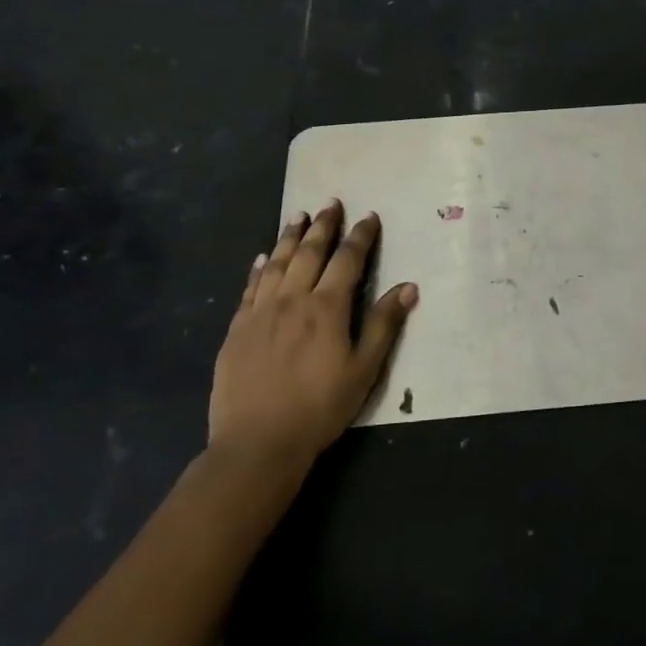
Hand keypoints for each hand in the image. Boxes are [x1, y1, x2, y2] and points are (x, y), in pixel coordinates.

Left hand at [209, 200, 418, 470]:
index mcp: (327, 308)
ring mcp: (260, 312)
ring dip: (290, 237)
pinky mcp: (237, 329)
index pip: (347, 260)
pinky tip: (263, 258)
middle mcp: (292, 299)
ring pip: (278, 263)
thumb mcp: (364, 370)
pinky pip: (250, 288)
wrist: (258, 442)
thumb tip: (408, 287)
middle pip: (310, 252)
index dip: (360, 236)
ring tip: (298, 216)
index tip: (369, 217)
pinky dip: (259, 268)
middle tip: (331, 203)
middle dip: (324, 226)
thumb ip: (383, 325)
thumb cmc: (320, 407)